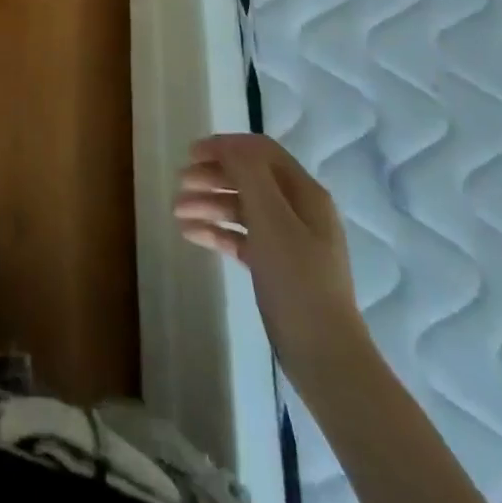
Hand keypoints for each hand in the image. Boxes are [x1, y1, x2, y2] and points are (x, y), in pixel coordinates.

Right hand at [174, 133, 367, 375]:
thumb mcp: (272, 219)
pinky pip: (241, 237)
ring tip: (177, 211)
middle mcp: (298, 210)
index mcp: (304, 192)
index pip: (261, 152)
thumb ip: (249, 174)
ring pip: (242, 208)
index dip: (226, 146)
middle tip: (180, 183)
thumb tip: (227, 144)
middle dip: (213, 176)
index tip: (191, 154)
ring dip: (209, 203)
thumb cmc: (298, 280)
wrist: (324, 357)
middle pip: (249, 178)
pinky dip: (216, 231)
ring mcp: (287, 240)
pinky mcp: (275, 267)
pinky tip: (190, 234)